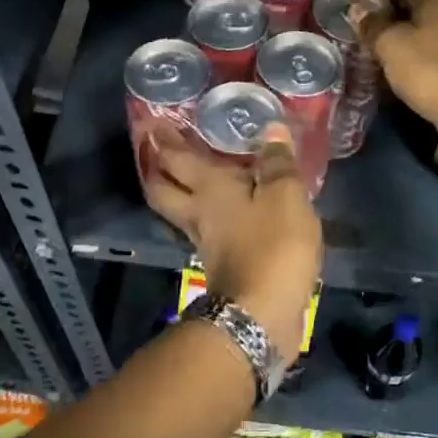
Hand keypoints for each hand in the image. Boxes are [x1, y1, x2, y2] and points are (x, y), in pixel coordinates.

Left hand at [142, 122, 321, 357]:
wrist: (262, 315)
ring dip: (182, 193)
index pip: (177, 159)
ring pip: (183, 211)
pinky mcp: (222, 265)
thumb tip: (271, 128)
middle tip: (157, 150)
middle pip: (164, 189)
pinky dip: (213, 217)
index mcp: (209, 190)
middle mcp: (198, 214)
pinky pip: (208, 231)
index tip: (152, 123)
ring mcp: (206, 243)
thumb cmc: (272, 248)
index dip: (163, 140)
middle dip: (158, 169)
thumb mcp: (285, 197)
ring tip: (196, 175)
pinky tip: (229, 212)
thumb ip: (277, 164)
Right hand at [358, 0, 437, 142]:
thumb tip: (358, 10)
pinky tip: (402, 59)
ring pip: (428, 22)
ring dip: (404, 30)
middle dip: (389, 9)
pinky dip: (419, 47)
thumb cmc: (431, 70)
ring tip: (378, 43)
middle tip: (362, 23)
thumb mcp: (391, 46)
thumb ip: (373, 25)